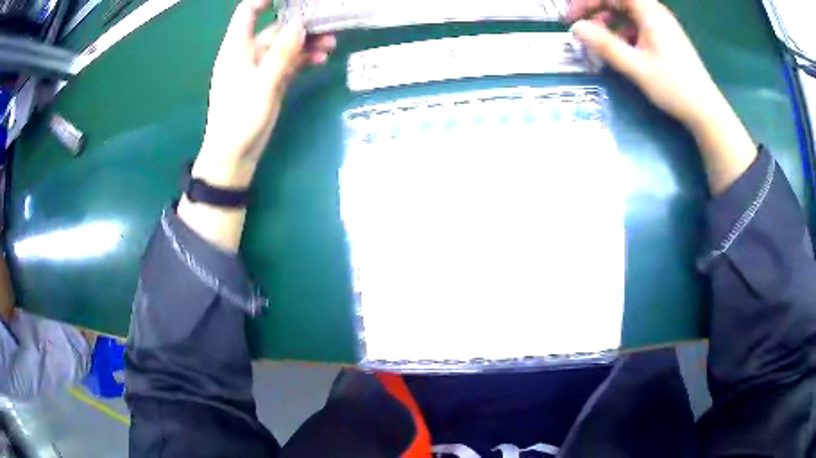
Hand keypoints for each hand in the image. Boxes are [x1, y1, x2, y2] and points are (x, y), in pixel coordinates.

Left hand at [195, 0, 335, 187]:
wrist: (234, 157)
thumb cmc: (239, 120)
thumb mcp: (262, 85)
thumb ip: (281, 54)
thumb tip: (299, 24)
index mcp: (237, 49)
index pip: (247, 13)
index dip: (264, 0)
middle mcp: (248, 54)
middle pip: (275, 29)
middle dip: (301, 25)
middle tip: (329, 25)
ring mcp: (260, 69)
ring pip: (286, 47)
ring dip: (307, 43)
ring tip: (331, 44)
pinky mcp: (269, 82)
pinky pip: (289, 63)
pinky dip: (304, 59)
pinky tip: (321, 58)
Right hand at [567, 0, 721, 130]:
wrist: (706, 110)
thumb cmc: (674, 87)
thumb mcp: (636, 67)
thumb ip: (604, 45)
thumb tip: (576, 28)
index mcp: (649, 11)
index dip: (586, 2)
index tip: (571, 18)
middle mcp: (655, 12)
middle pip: (618, 1)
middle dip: (596, 11)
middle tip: (583, 31)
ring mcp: (662, 24)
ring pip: (628, 13)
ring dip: (610, 24)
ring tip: (603, 45)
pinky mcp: (666, 37)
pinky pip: (639, 25)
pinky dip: (625, 33)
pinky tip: (625, 52)